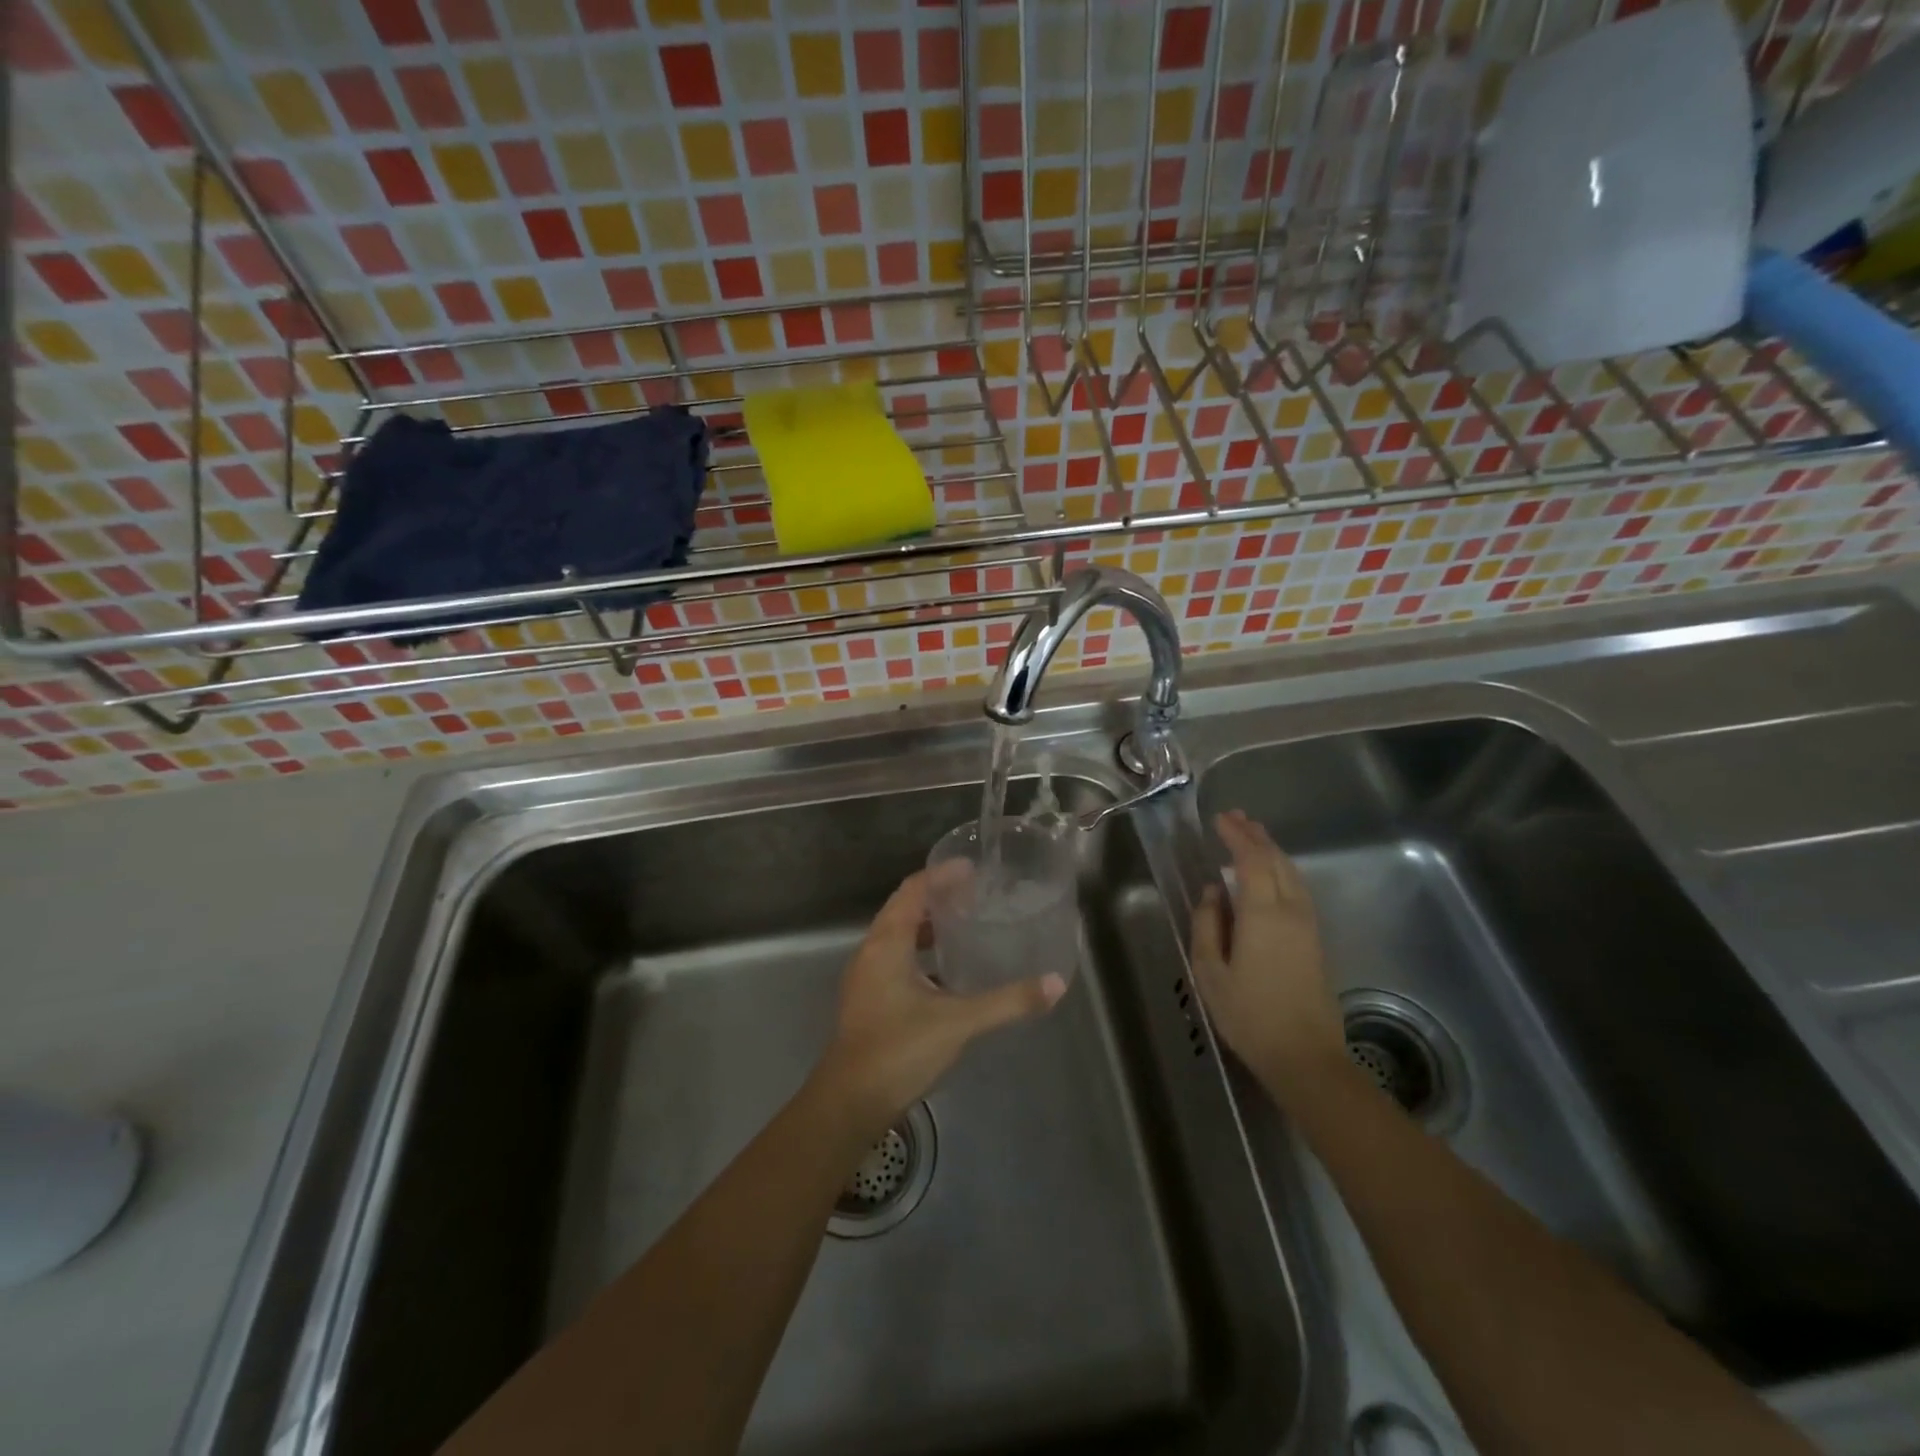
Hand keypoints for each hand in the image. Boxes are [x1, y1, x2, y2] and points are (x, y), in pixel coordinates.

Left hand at [817, 871, 1065, 1131]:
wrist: (850, 1102)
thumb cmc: (899, 1050)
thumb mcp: (959, 1022)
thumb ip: (1007, 1002)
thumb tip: (1055, 984)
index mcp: (887, 943)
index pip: (913, 890)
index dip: (941, 875)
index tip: (972, 868)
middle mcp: (871, 951)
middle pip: (904, 908)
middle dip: (937, 896)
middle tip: (975, 894)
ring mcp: (866, 977)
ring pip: (898, 935)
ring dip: (927, 926)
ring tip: (964, 926)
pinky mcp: (868, 999)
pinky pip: (896, 958)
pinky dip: (920, 952)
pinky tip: (946, 972)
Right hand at [1191, 811, 1345, 1104]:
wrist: (1306, 1057)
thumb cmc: (1250, 1015)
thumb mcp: (1210, 972)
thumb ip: (1207, 925)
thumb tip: (1212, 892)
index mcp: (1263, 914)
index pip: (1252, 860)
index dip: (1237, 836)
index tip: (1220, 819)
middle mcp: (1291, 910)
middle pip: (1276, 860)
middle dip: (1256, 836)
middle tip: (1235, 818)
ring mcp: (1308, 925)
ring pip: (1292, 873)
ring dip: (1271, 850)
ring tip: (1253, 836)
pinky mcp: (1316, 940)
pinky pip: (1298, 889)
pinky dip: (1282, 870)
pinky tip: (1271, 874)